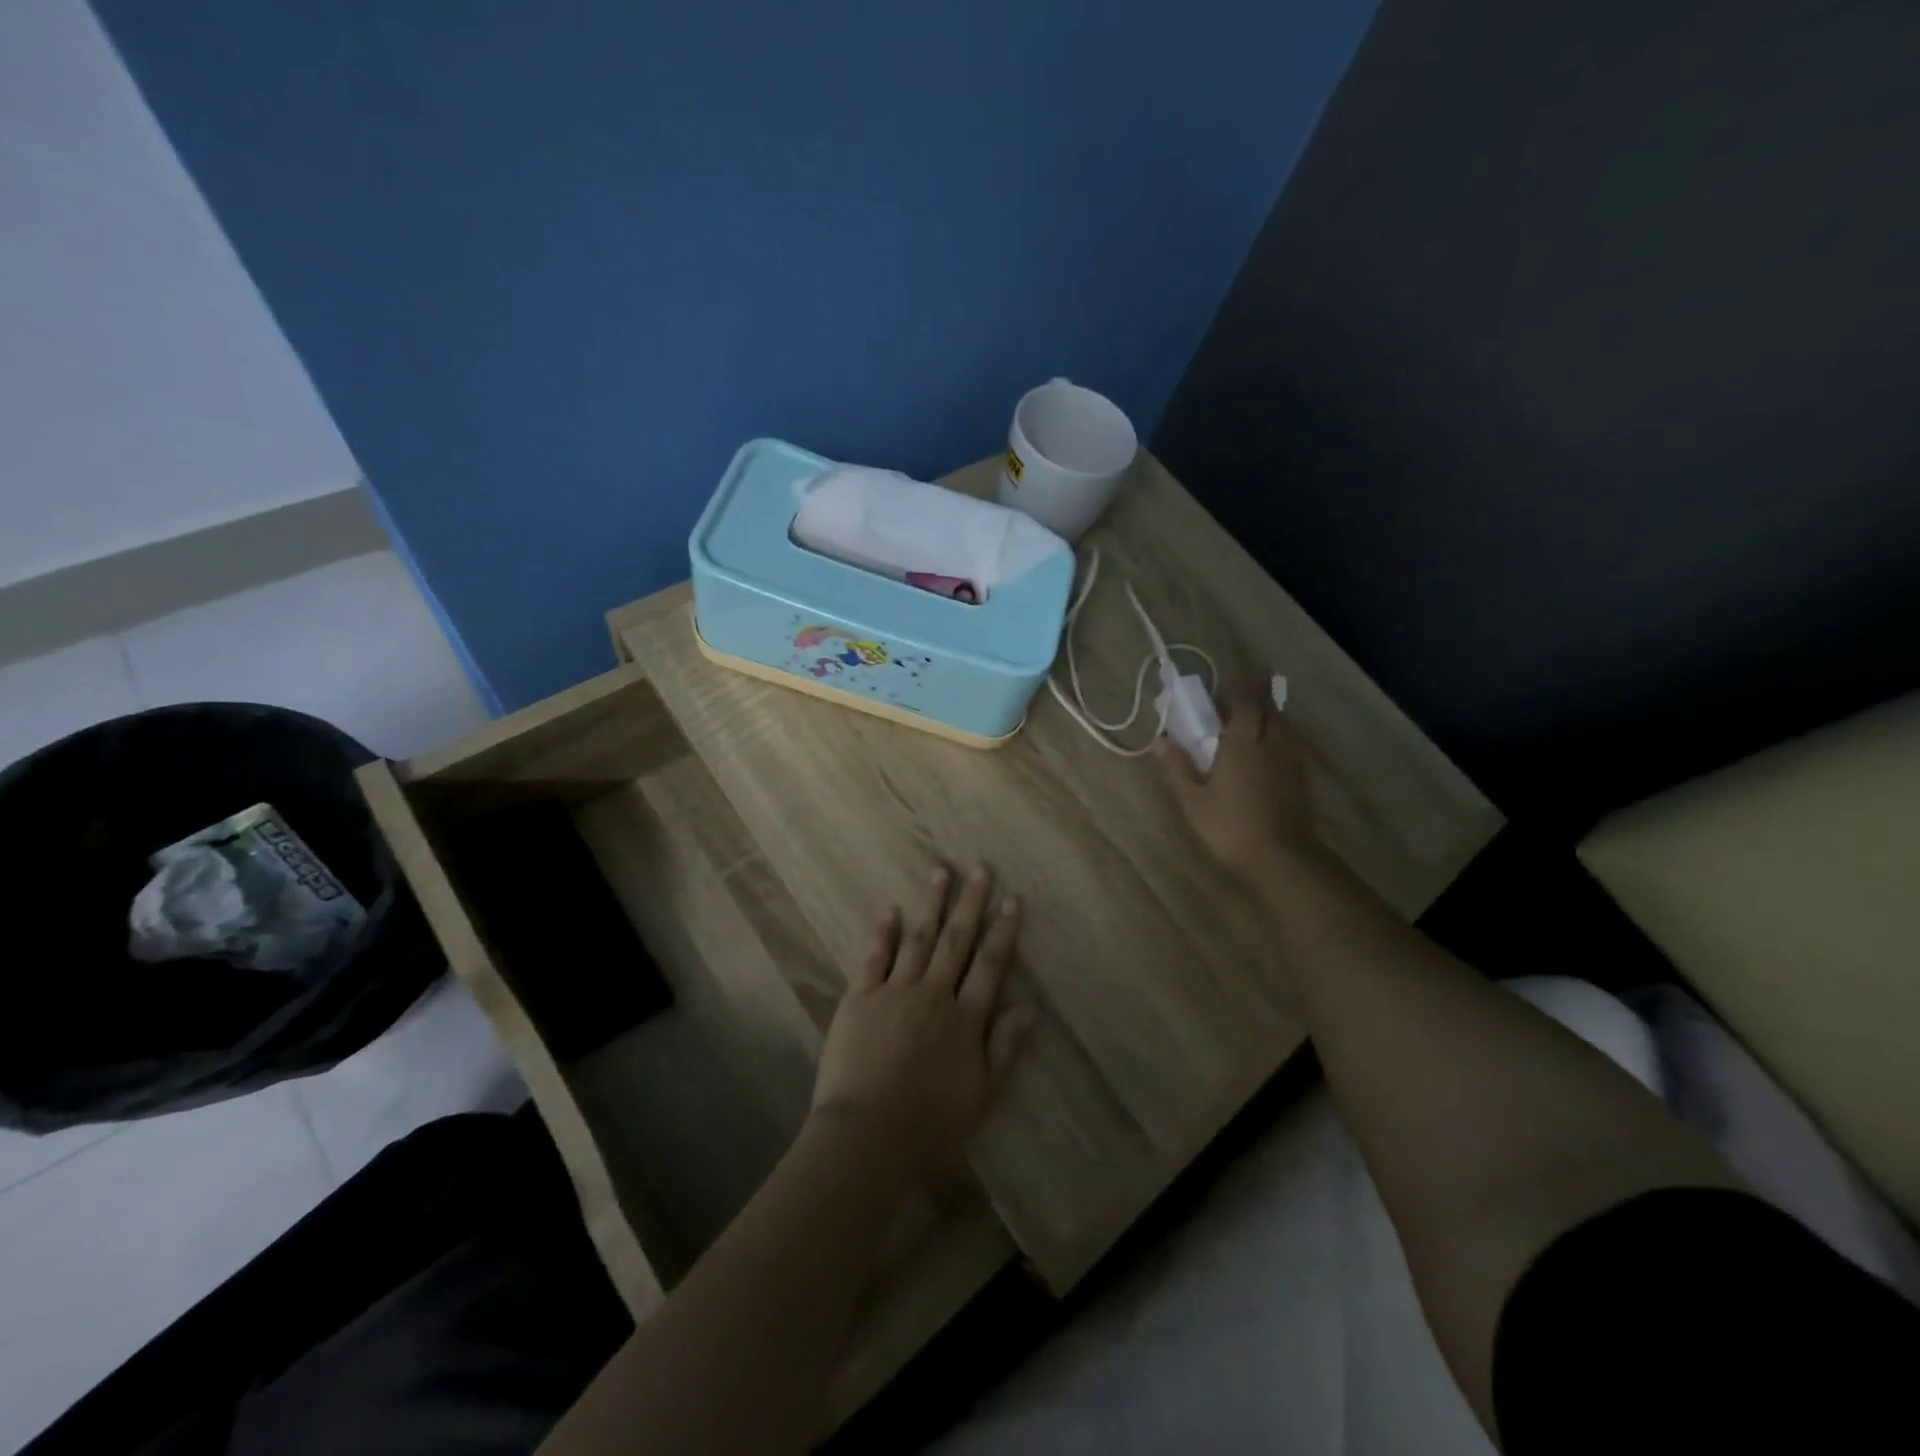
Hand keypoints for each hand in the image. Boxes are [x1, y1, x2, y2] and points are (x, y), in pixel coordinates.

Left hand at [811, 865, 1035, 1168]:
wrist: (867, 1134)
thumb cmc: (930, 1121)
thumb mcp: (983, 1094)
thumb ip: (1006, 1048)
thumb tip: (1029, 1007)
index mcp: (965, 1018)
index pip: (990, 964)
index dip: (1003, 931)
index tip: (1011, 900)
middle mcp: (933, 994)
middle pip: (956, 941)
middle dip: (970, 903)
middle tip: (980, 869)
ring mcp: (894, 991)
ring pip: (918, 939)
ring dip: (931, 904)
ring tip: (941, 872)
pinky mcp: (859, 997)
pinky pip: (874, 957)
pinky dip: (883, 932)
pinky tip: (890, 910)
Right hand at [1155, 690, 1316, 877]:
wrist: (1282, 857)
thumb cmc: (1231, 826)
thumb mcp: (1193, 801)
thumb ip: (1178, 768)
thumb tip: (1160, 740)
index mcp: (1242, 743)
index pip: (1246, 702)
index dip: (1242, 683)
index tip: (1238, 666)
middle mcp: (1270, 743)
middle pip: (1270, 708)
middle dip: (1261, 691)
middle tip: (1252, 681)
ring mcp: (1289, 760)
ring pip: (1284, 724)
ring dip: (1273, 711)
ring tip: (1261, 709)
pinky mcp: (1300, 778)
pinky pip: (1291, 742)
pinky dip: (1281, 732)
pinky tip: (1273, 744)